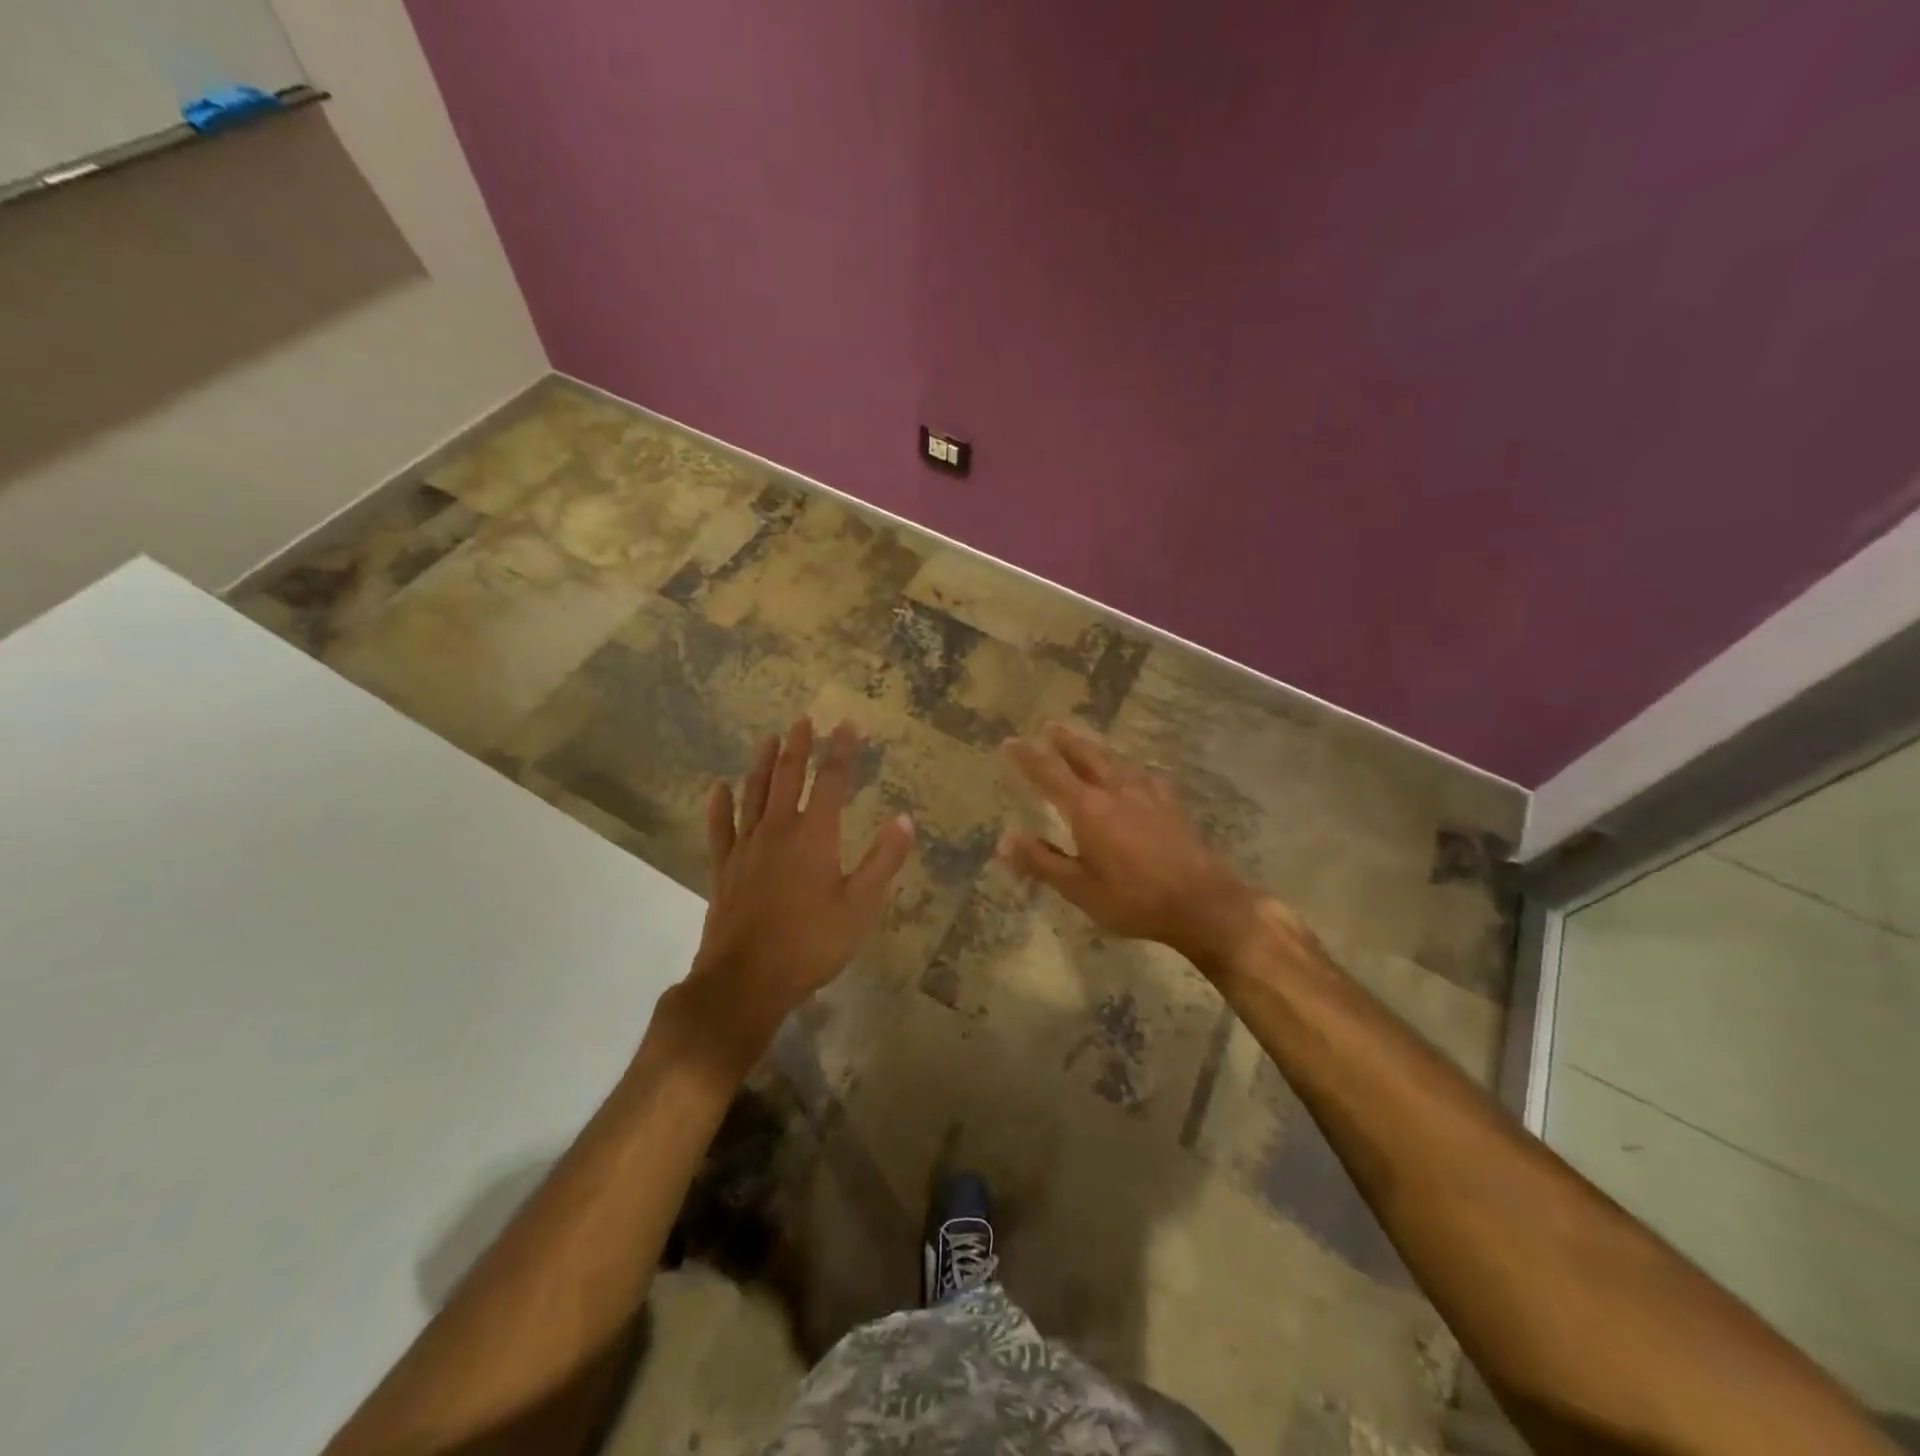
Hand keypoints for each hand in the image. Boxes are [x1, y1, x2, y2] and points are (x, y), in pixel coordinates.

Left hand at [674, 718, 913, 1069]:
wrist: (746, 980)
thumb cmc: (811, 943)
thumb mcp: (860, 906)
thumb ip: (883, 861)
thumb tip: (904, 820)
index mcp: (814, 836)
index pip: (831, 781)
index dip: (841, 751)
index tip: (847, 724)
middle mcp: (778, 831)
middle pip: (786, 778)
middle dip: (798, 747)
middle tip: (803, 720)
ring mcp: (746, 848)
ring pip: (753, 794)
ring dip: (761, 764)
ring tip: (767, 738)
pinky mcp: (724, 869)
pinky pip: (720, 828)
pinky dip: (720, 805)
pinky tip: (718, 788)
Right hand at [1002, 724, 1261, 967]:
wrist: (1202, 902)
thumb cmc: (1134, 899)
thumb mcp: (1080, 888)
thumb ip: (1042, 861)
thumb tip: (1004, 841)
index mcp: (1088, 808)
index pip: (1049, 774)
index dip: (1027, 758)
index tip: (1009, 743)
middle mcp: (1116, 790)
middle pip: (1086, 755)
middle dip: (1065, 740)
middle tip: (1050, 726)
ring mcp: (1147, 793)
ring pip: (1114, 760)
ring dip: (1094, 748)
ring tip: (1084, 743)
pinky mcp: (1170, 803)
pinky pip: (1142, 774)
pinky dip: (1126, 767)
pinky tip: (1132, 774)